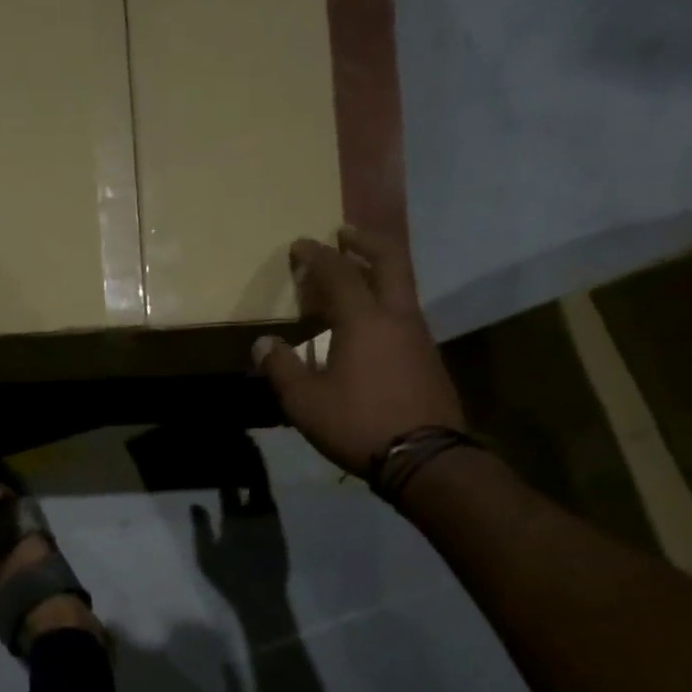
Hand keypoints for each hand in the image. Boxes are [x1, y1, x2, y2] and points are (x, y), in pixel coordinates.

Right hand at [254, 224, 464, 474]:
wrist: (425, 458)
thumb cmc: (358, 423)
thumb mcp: (305, 401)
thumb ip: (281, 368)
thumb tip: (262, 344)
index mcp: (364, 320)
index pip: (338, 273)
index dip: (317, 255)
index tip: (300, 245)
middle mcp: (397, 316)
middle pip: (389, 261)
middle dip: (365, 242)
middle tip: (345, 234)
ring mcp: (419, 336)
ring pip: (401, 287)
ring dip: (378, 272)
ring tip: (354, 277)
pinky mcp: (429, 357)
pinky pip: (404, 313)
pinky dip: (385, 302)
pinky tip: (370, 324)